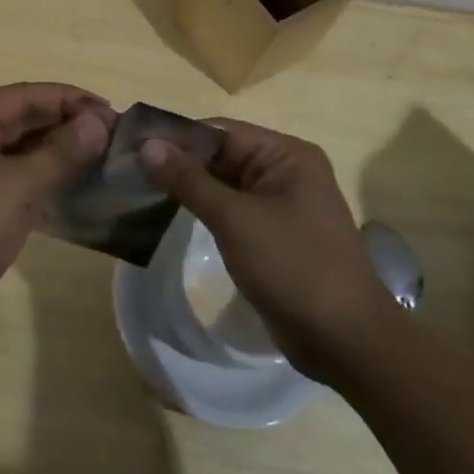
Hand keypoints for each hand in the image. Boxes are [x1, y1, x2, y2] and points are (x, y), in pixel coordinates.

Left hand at [0, 83, 114, 342]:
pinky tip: (72, 188)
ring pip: (17, 149)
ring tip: (102, 161)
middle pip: (22, 118)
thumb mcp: (18, 186)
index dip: (73, 101)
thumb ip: (61, 152)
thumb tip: (98, 123)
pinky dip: (39, 178)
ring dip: (56, 152)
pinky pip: (10, 176)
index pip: (28, 95)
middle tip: (115, 140)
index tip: (115, 116)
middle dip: (67, 126)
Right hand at [141, 119, 400, 379]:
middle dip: (177, 163)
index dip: (175, 137)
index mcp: (286, 154)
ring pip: (221, 184)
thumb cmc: (294, 267)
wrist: (347, 342)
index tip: (130, 146)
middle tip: (126, 170)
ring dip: (185, 188)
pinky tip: (165, 215)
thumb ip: (188, 180)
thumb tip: (146, 145)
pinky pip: (229, 211)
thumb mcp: (235, 218)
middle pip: (219, 155)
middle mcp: (284, 171)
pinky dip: (200, 210)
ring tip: (137, 190)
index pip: (219, 131)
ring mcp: (278, 205)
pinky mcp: (271, 234)